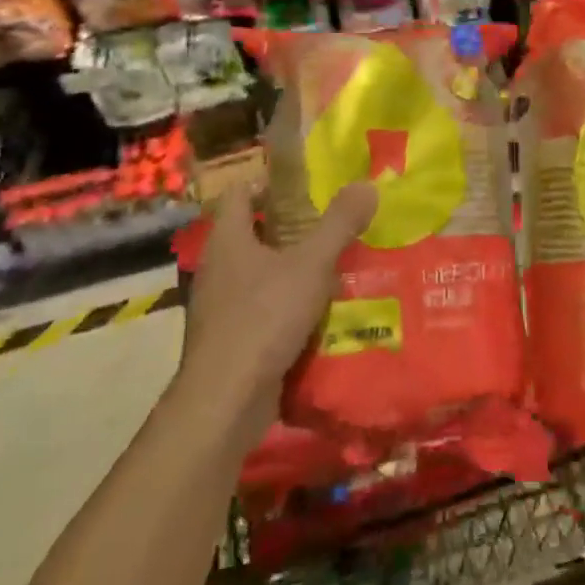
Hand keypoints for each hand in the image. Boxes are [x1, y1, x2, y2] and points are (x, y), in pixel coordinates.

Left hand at [175, 183, 376, 427]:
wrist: (225, 401)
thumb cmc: (264, 317)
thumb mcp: (311, 264)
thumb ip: (339, 224)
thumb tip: (366, 184)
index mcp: (228, 240)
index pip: (240, 193)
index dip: (269, 183)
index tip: (306, 186)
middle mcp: (218, 268)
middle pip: (254, 233)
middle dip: (292, 228)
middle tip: (332, 225)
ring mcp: (220, 307)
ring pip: (260, 274)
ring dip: (293, 269)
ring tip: (336, 267)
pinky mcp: (230, 340)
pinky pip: (262, 310)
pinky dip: (288, 306)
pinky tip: (321, 313)